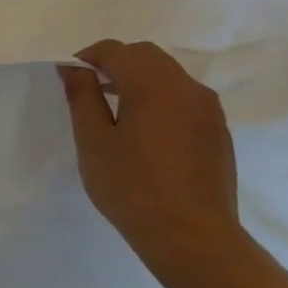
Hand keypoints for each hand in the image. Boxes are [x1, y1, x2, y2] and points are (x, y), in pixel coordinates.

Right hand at [59, 40, 242, 272]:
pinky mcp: (217, 130)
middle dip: (114, 63)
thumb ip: (82, 96)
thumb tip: (74, 68)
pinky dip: (159, 97)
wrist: (192, 237)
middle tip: (89, 90)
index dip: (87, 58)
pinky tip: (144, 130)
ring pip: (168, 74)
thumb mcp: (93, 140)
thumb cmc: (132, 187)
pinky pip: (183, 96)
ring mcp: (208, 109)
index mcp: (153, 85)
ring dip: (138, 79)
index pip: (116, 51)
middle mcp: (186, 87)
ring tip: (115, 110)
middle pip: (145, 56)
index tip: (69, 78)